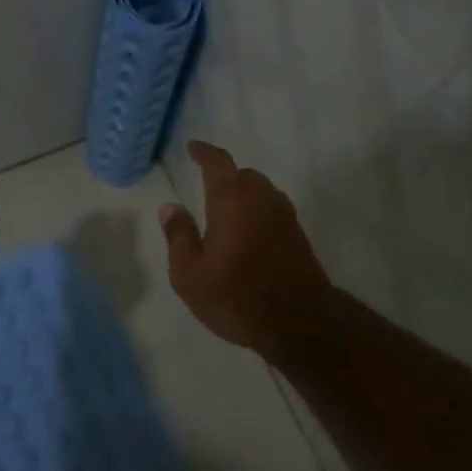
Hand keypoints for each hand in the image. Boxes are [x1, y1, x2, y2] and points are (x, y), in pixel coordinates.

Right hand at [159, 140, 332, 353]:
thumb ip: (179, 236)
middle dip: (225, 176)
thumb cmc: (237, 297)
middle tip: (206, 186)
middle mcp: (261, 199)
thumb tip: (170, 207)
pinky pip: (273, 209)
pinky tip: (248, 232)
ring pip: (262, 191)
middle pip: (243, 174)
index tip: (193, 147)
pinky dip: (258, 211)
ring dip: (244, 193)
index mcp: (231, 201)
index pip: (218, 163)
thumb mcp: (190, 275)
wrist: (301, 322)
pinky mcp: (298, 235)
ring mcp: (284, 216)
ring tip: (226, 211)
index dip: (204, 152)